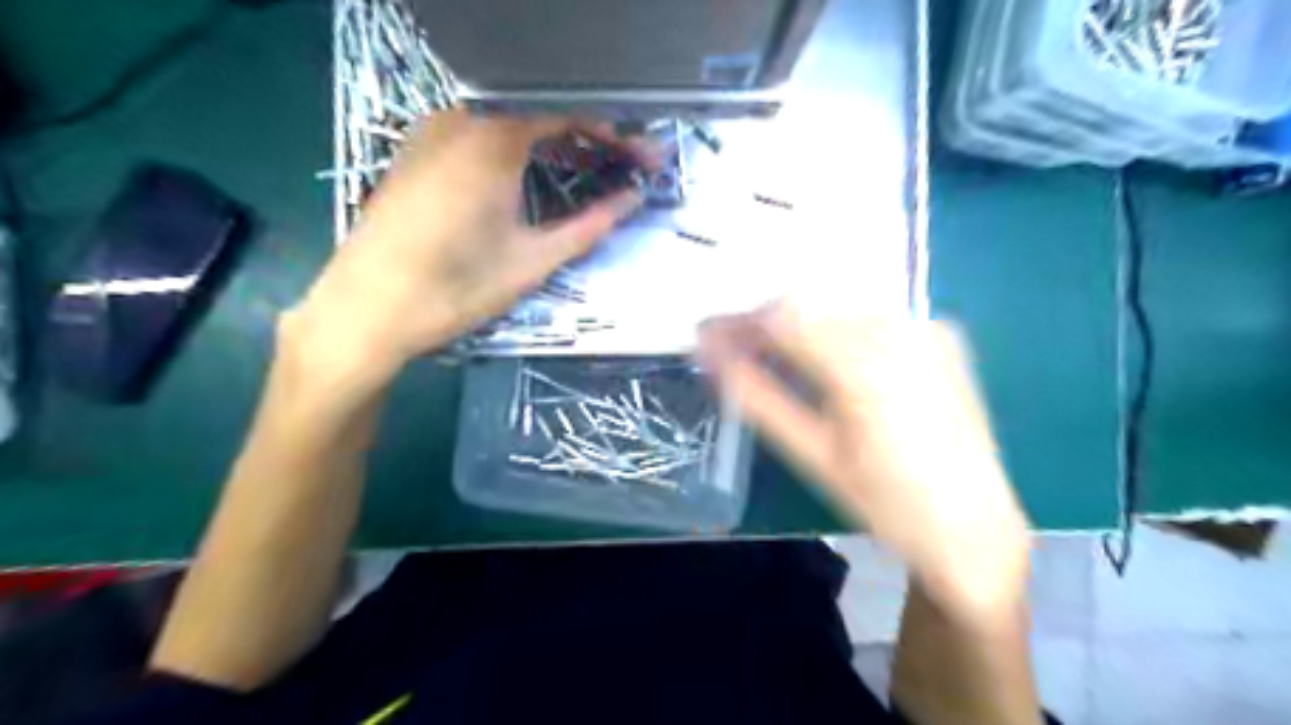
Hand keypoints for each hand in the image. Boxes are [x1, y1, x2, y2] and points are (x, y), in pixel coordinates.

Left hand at [282, 108, 645, 385]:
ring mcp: (432, 131)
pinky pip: (480, 136)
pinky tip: (534, 177)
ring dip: (555, 145)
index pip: (570, 114)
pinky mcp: (417, 152)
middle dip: (590, 139)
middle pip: (541, 114)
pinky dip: (518, 150)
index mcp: (494, 137)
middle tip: (624, 169)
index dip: (616, 136)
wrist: (367, 309)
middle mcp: (461, 118)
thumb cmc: (456, 287)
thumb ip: (590, 225)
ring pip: (510, 124)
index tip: (646, 160)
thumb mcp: (533, 260)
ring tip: (589, 173)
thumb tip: (633, 201)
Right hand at [703, 300, 1036, 623]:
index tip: (705, 334)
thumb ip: (759, 397)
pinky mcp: (941, 335)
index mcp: (864, 366)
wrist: (974, 527)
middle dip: (762, 322)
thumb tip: (710, 356)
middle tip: (730, 346)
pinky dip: (836, 329)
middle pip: (809, 304)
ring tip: (768, 353)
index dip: (737, 321)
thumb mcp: (813, 455)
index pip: (782, 318)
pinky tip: (823, 356)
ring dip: (797, 324)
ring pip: (838, 307)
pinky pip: (872, 317)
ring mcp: (926, 328)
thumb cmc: (886, 504)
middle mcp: (900, 331)